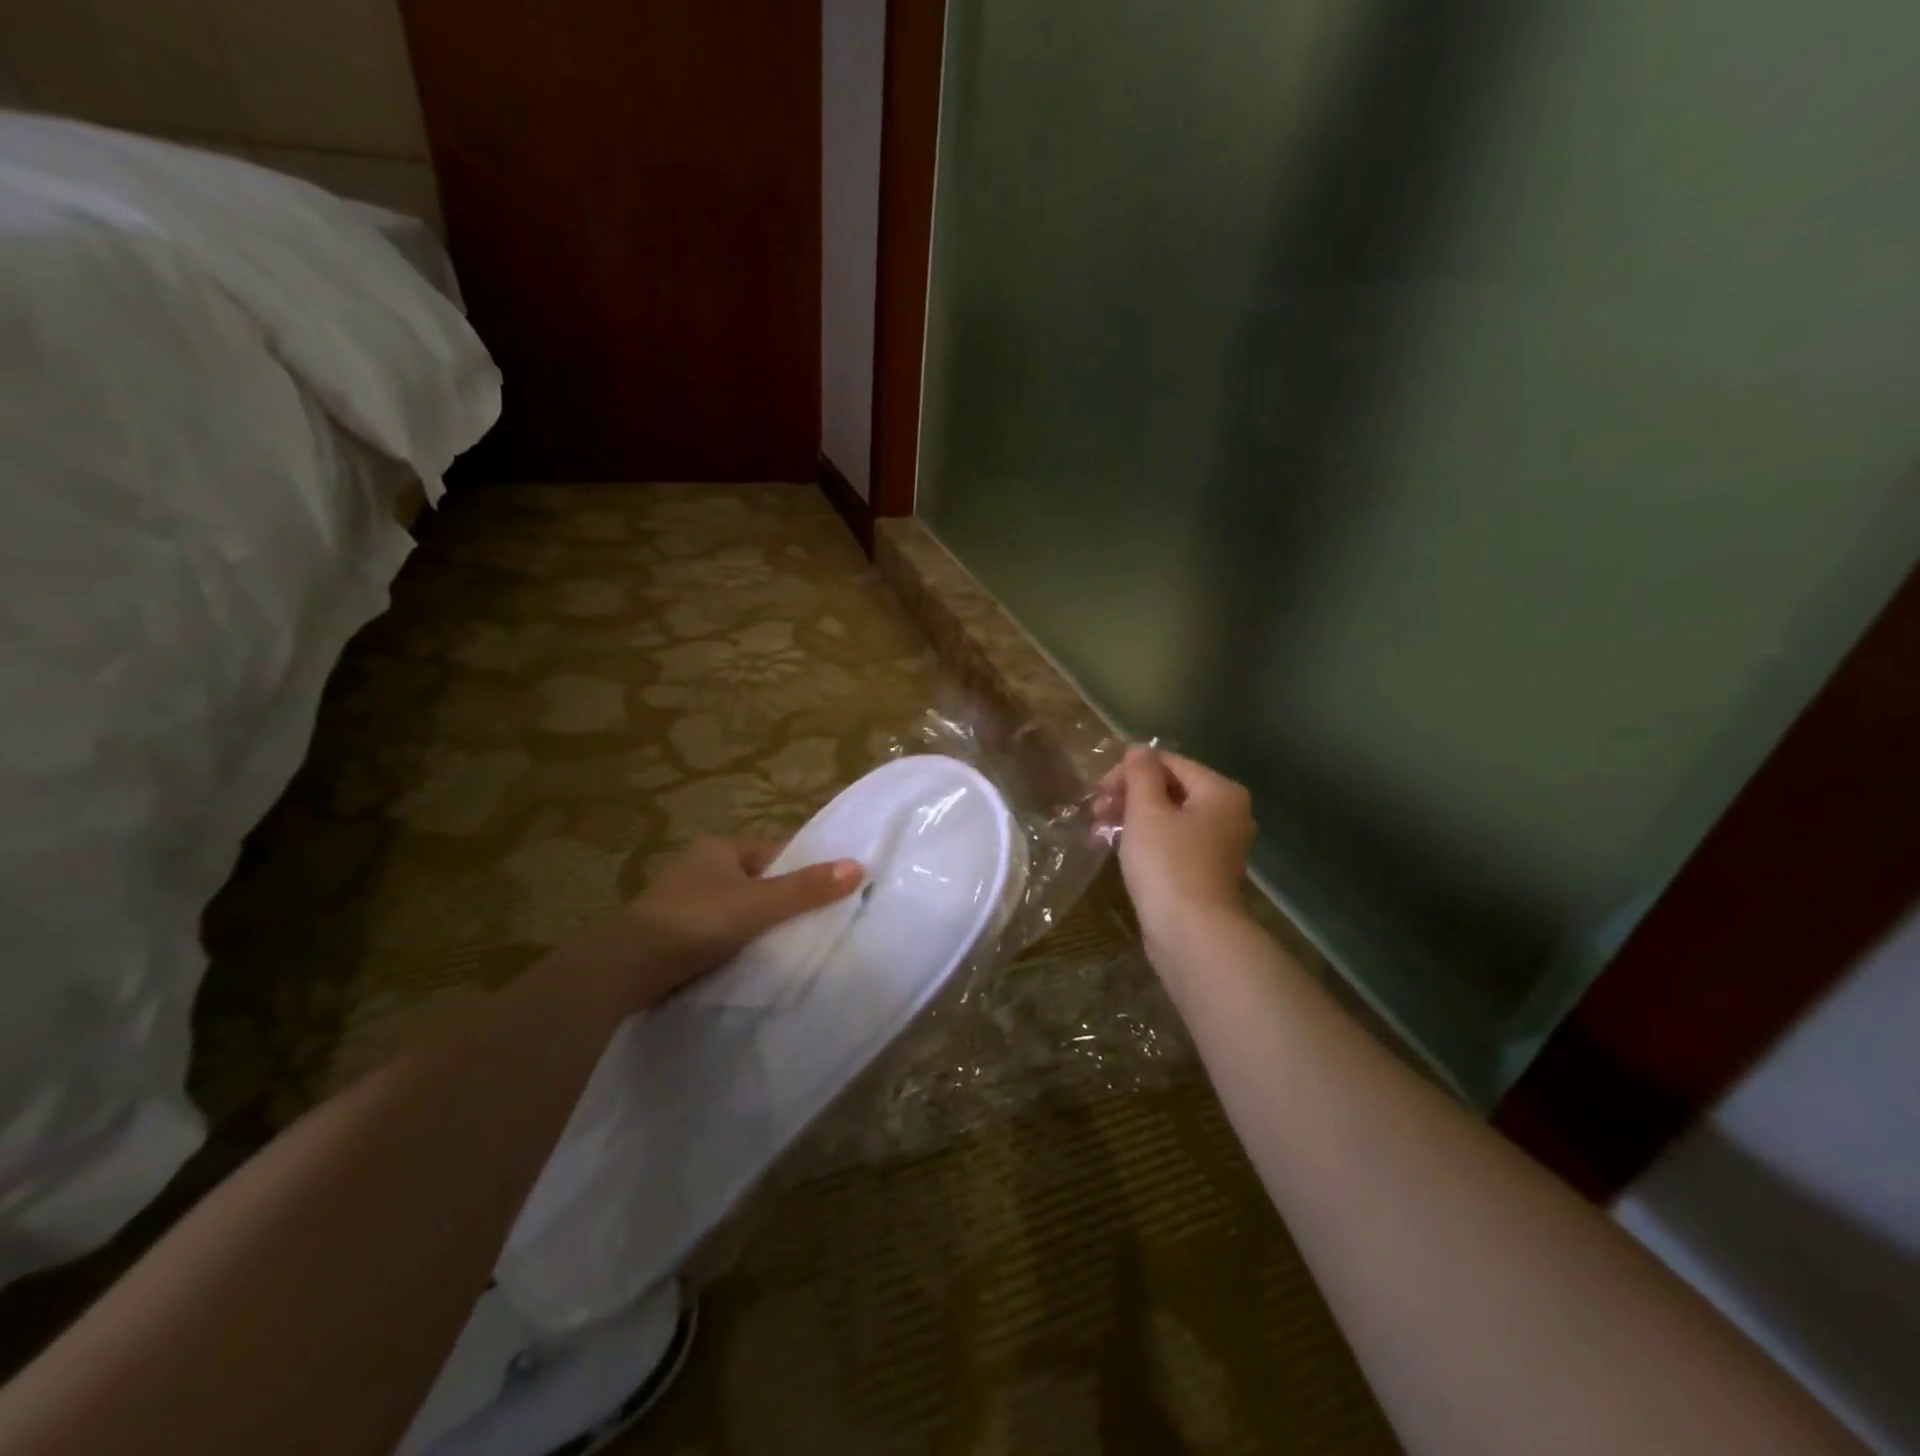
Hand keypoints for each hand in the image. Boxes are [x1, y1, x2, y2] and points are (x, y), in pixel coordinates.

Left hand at [585, 837, 861, 1007]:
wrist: (626, 969)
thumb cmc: (696, 922)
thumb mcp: (759, 905)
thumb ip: (806, 889)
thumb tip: (859, 866)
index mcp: (720, 847)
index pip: (775, 853)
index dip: (802, 872)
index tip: (826, 898)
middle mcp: (700, 867)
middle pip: (757, 882)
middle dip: (780, 903)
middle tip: (809, 928)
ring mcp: (682, 901)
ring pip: (737, 909)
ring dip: (755, 926)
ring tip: (782, 949)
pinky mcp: (671, 934)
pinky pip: (717, 932)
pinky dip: (733, 944)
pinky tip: (747, 962)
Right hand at [1108, 747, 1255, 956]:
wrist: (1192, 934)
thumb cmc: (1168, 864)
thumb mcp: (1147, 811)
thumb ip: (1141, 774)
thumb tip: (1139, 749)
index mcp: (1221, 792)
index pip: (1169, 762)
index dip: (1129, 771)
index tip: (1098, 790)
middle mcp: (1229, 813)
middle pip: (1171, 789)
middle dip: (1129, 795)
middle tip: (1095, 811)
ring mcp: (1220, 845)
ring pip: (1170, 817)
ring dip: (1133, 817)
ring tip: (1099, 830)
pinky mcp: (1206, 871)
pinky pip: (1174, 842)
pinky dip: (1147, 840)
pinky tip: (1118, 848)